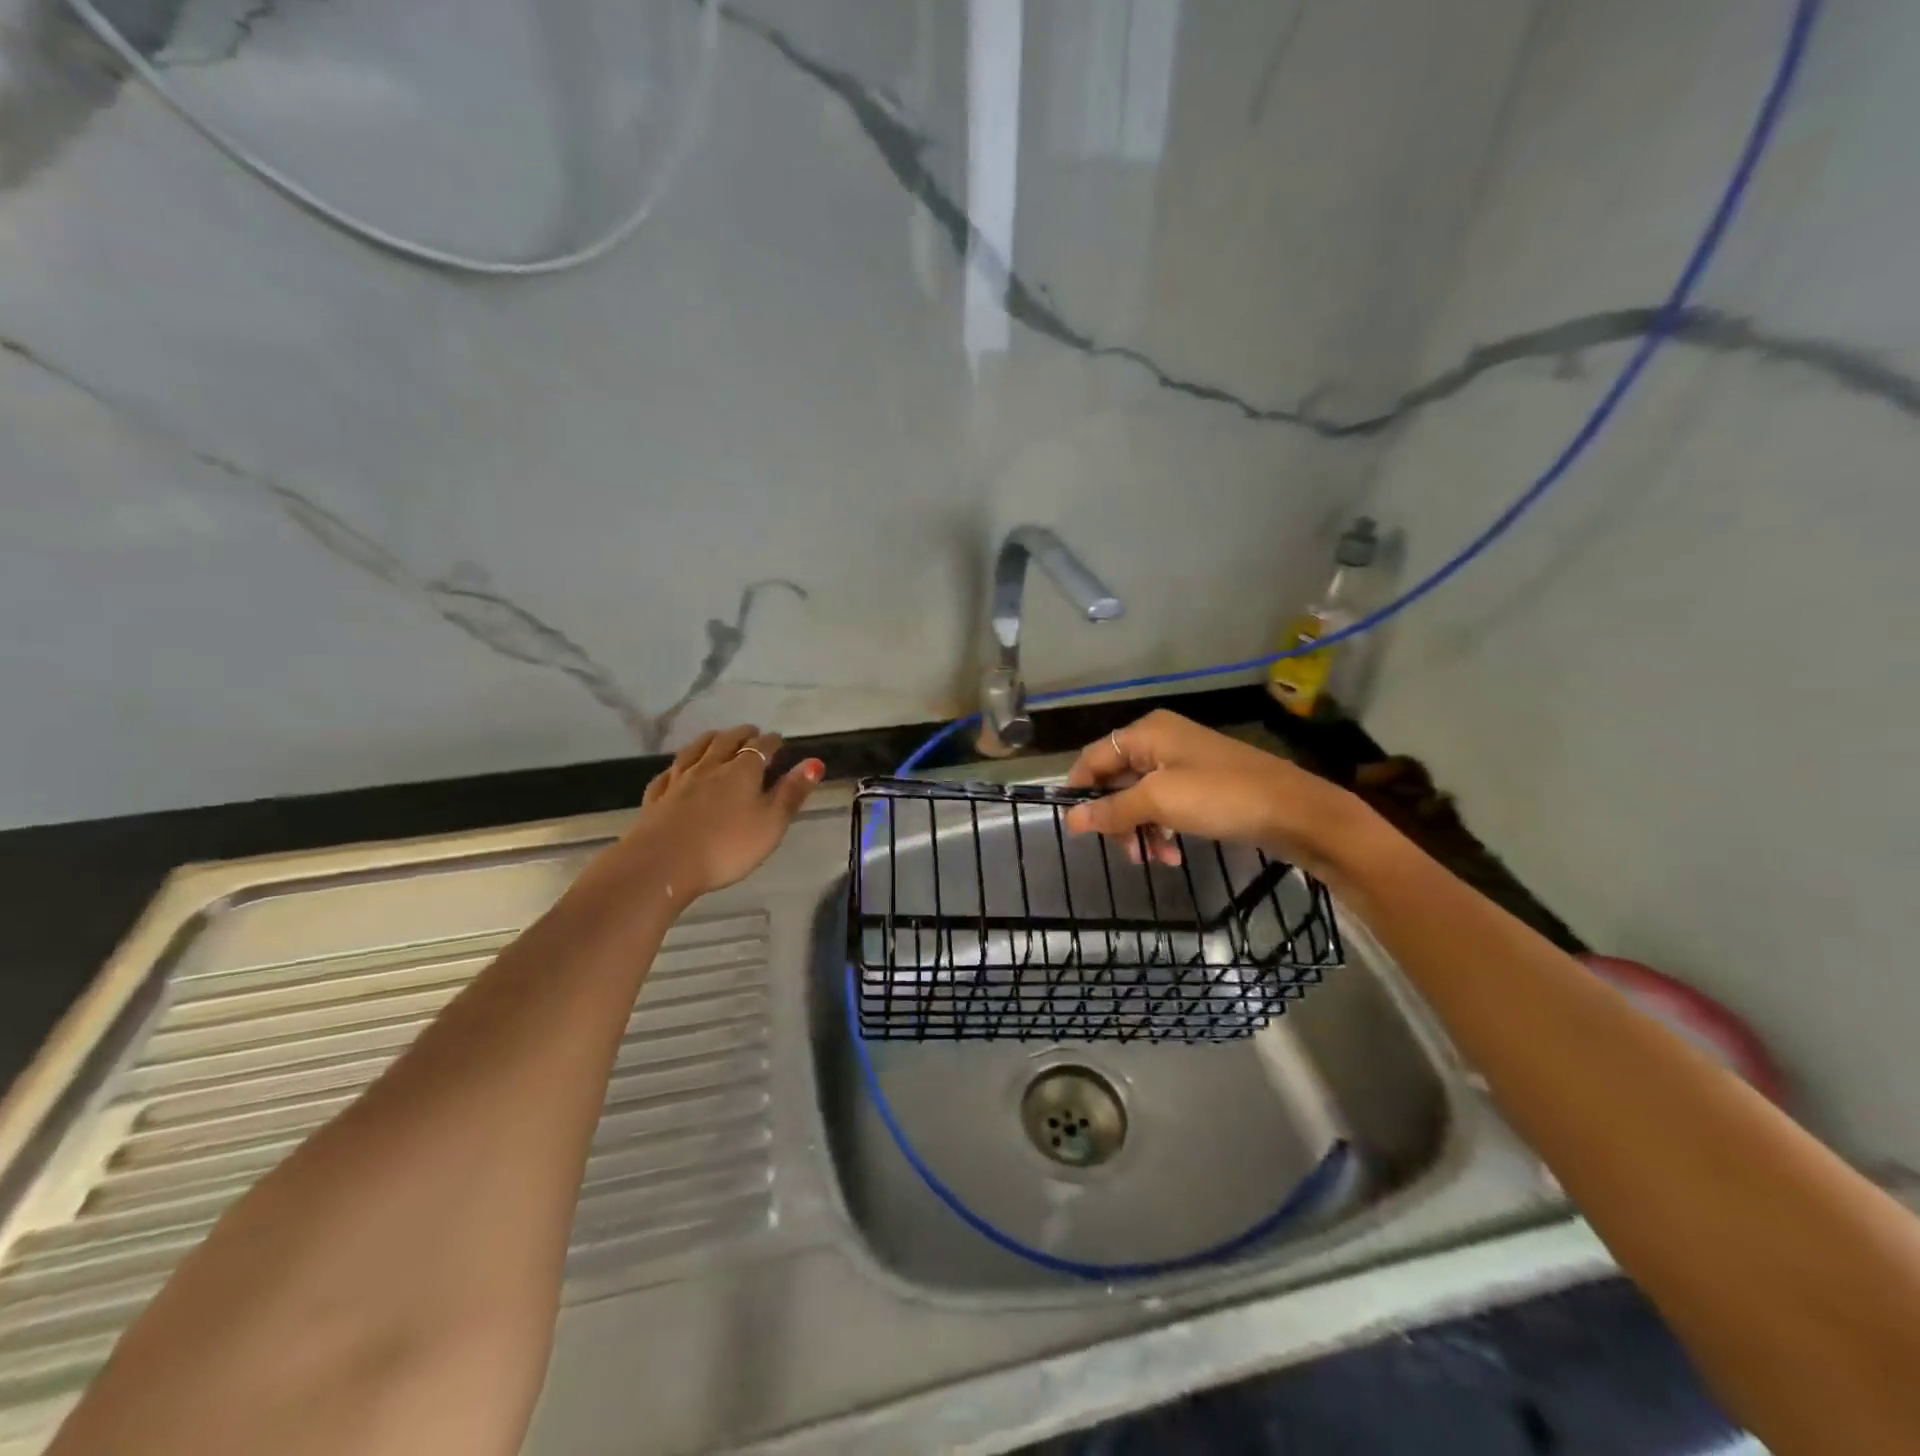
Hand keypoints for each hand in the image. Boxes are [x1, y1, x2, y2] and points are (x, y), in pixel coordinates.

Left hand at [614, 725, 823, 898]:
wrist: (664, 863)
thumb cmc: (727, 846)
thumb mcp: (772, 823)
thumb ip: (792, 792)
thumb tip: (815, 762)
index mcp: (743, 771)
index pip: (761, 747)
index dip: (772, 742)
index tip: (779, 740)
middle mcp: (711, 767)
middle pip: (727, 741)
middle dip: (742, 734)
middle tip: (752, 732)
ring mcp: (680, 780)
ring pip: (696, 750)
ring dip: (710, 740)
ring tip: (717, 736)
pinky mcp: (657, 798)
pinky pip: (668, 774)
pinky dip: (677, 766)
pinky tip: (676, 769)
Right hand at [1061, 710, 1367, 878]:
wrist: (1298, 811)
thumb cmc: (1223, 797)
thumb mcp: (1161, 802)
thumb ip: (1112, 809)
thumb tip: (1070, 819)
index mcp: (1147, 733)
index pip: (1094, 757)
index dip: (1079, 790)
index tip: (1074, 826)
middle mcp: (1161, 741)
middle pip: (1117, 780)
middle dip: (1116, 818)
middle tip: (1125, 852)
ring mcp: (1184, 764)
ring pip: (1141, 798)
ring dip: (1141, 830)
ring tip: (1154, 859)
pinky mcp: (1203, 786)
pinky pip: (1167, 807)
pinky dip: (1164, 830)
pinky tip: (1173, 855)